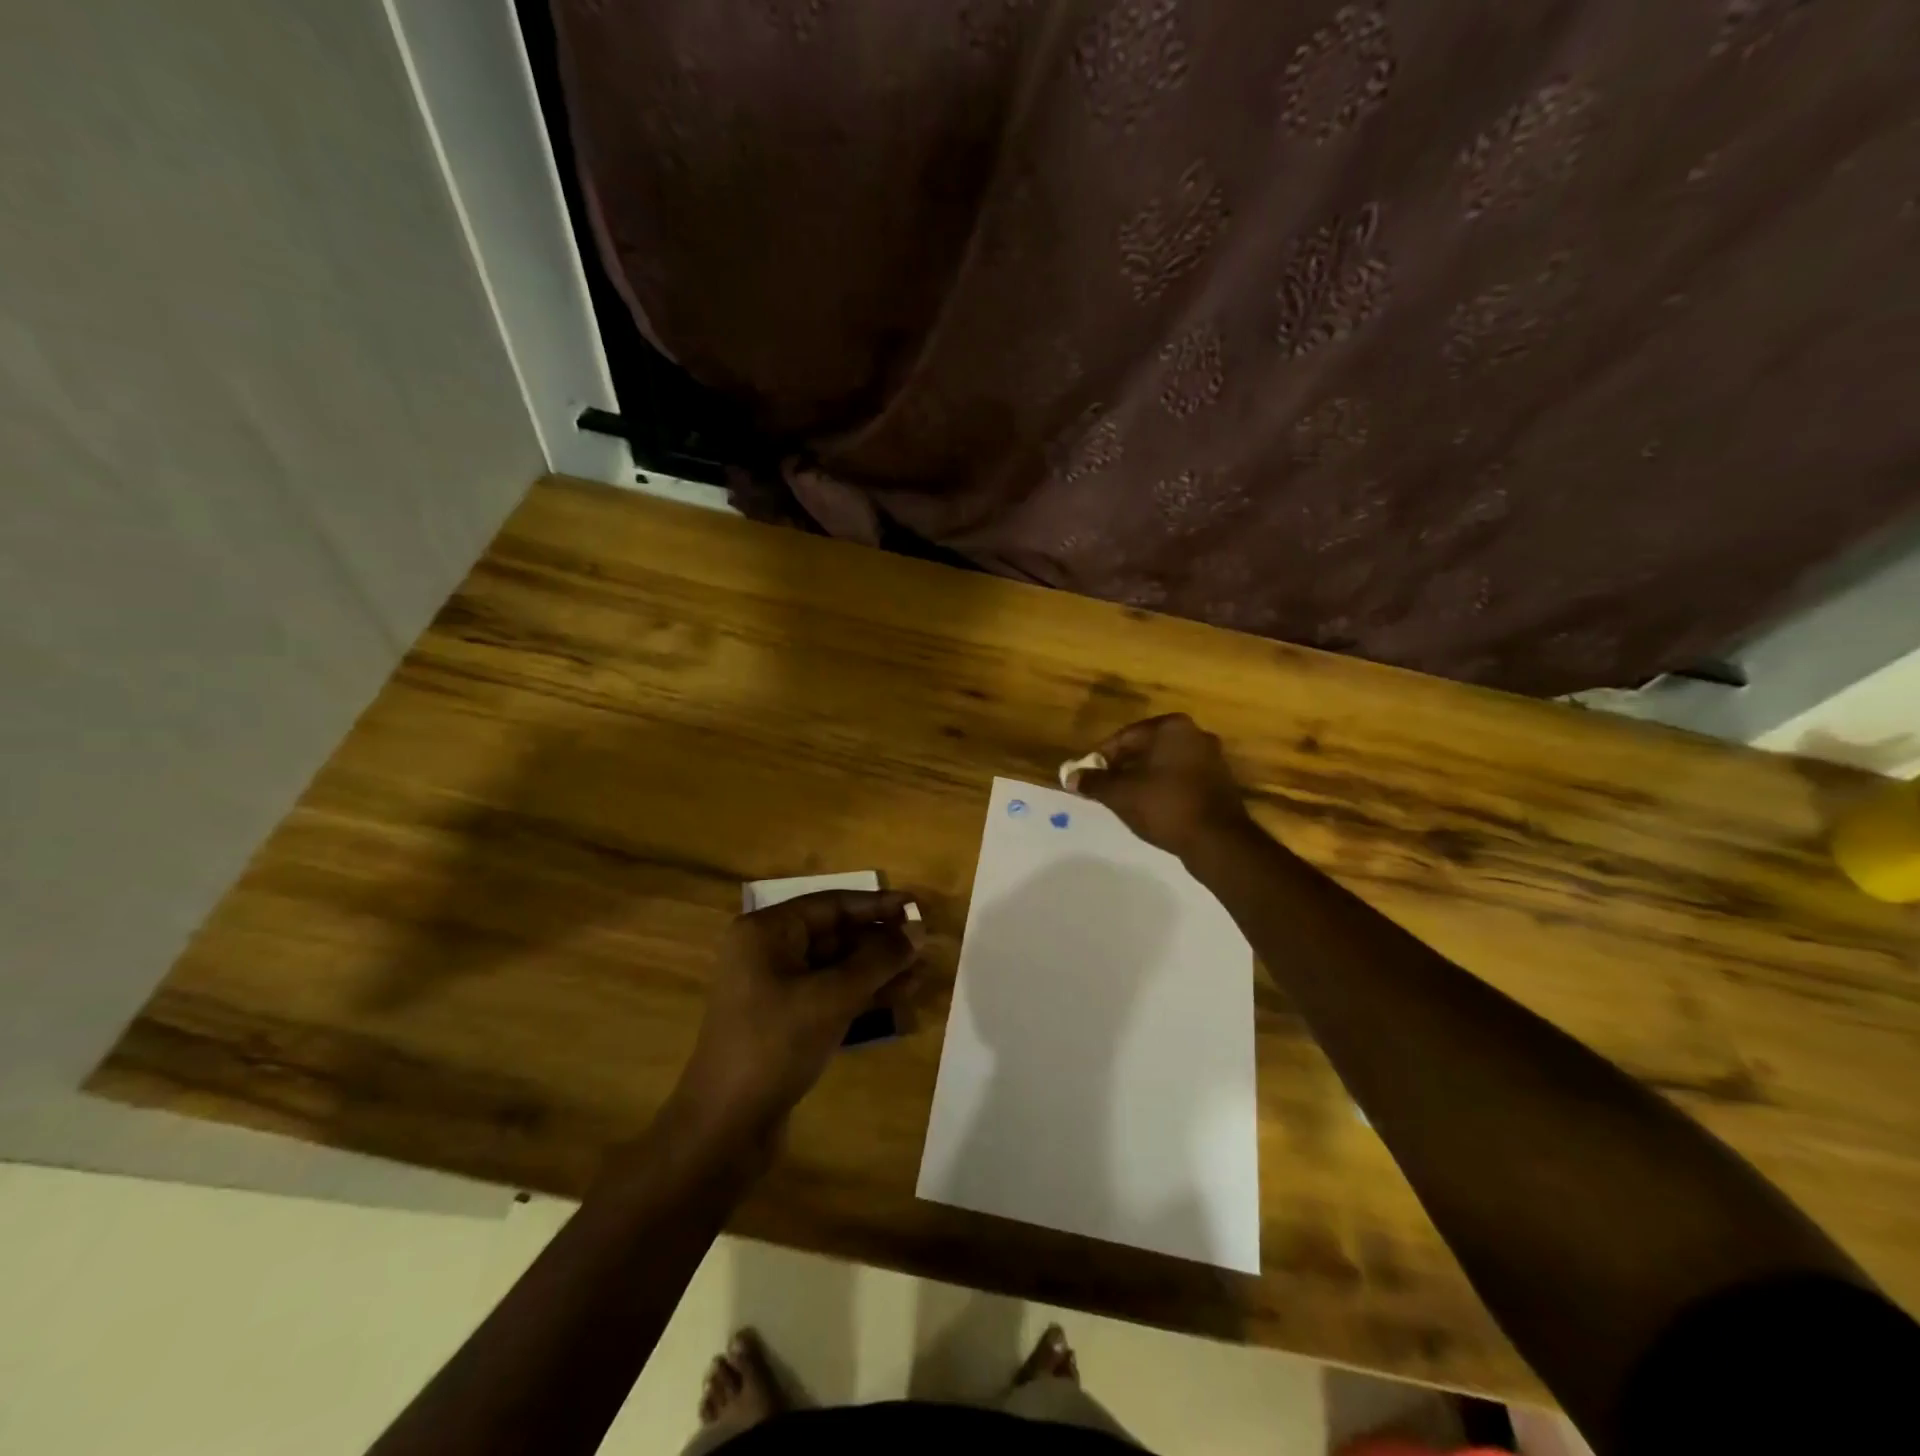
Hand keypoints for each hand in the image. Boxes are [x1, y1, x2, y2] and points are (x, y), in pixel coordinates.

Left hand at [676, 890, 921, 1135]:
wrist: (725, 1127)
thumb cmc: (775, 1045)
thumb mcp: (831, 997)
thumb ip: (878, 960)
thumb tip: (917, 931)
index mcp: (767, 932)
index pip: (832, 905)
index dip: (878, 905)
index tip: (917, 907)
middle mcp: (768, 952)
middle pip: (836, 934)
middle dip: (881, 940)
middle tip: (925, 943)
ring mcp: (776, 988)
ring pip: (837, 966)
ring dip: (878, 968)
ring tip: (922, 971)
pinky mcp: (786, 1020)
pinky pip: (831, 993)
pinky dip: (863, 993)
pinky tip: (900, 995)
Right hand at [1072, 713, 1252, 860]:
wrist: (1217, 840)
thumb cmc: (1164, 806)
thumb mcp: (1120, 794)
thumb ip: (1093, 782)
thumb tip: (1069, 777)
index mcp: (1171, 727)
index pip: (1124, 737)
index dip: (1101, 758)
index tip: (1088, 777)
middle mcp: (1195, 734)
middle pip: (1146, 748)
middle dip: (1123, 767)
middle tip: (1105, 789)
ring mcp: (1212, 758)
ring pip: (1164, 764)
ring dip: (1143, 779)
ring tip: (1126, 801)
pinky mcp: (1220, 782)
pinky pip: (1182, 779)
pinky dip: (1164, 789)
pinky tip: (1153, 809)